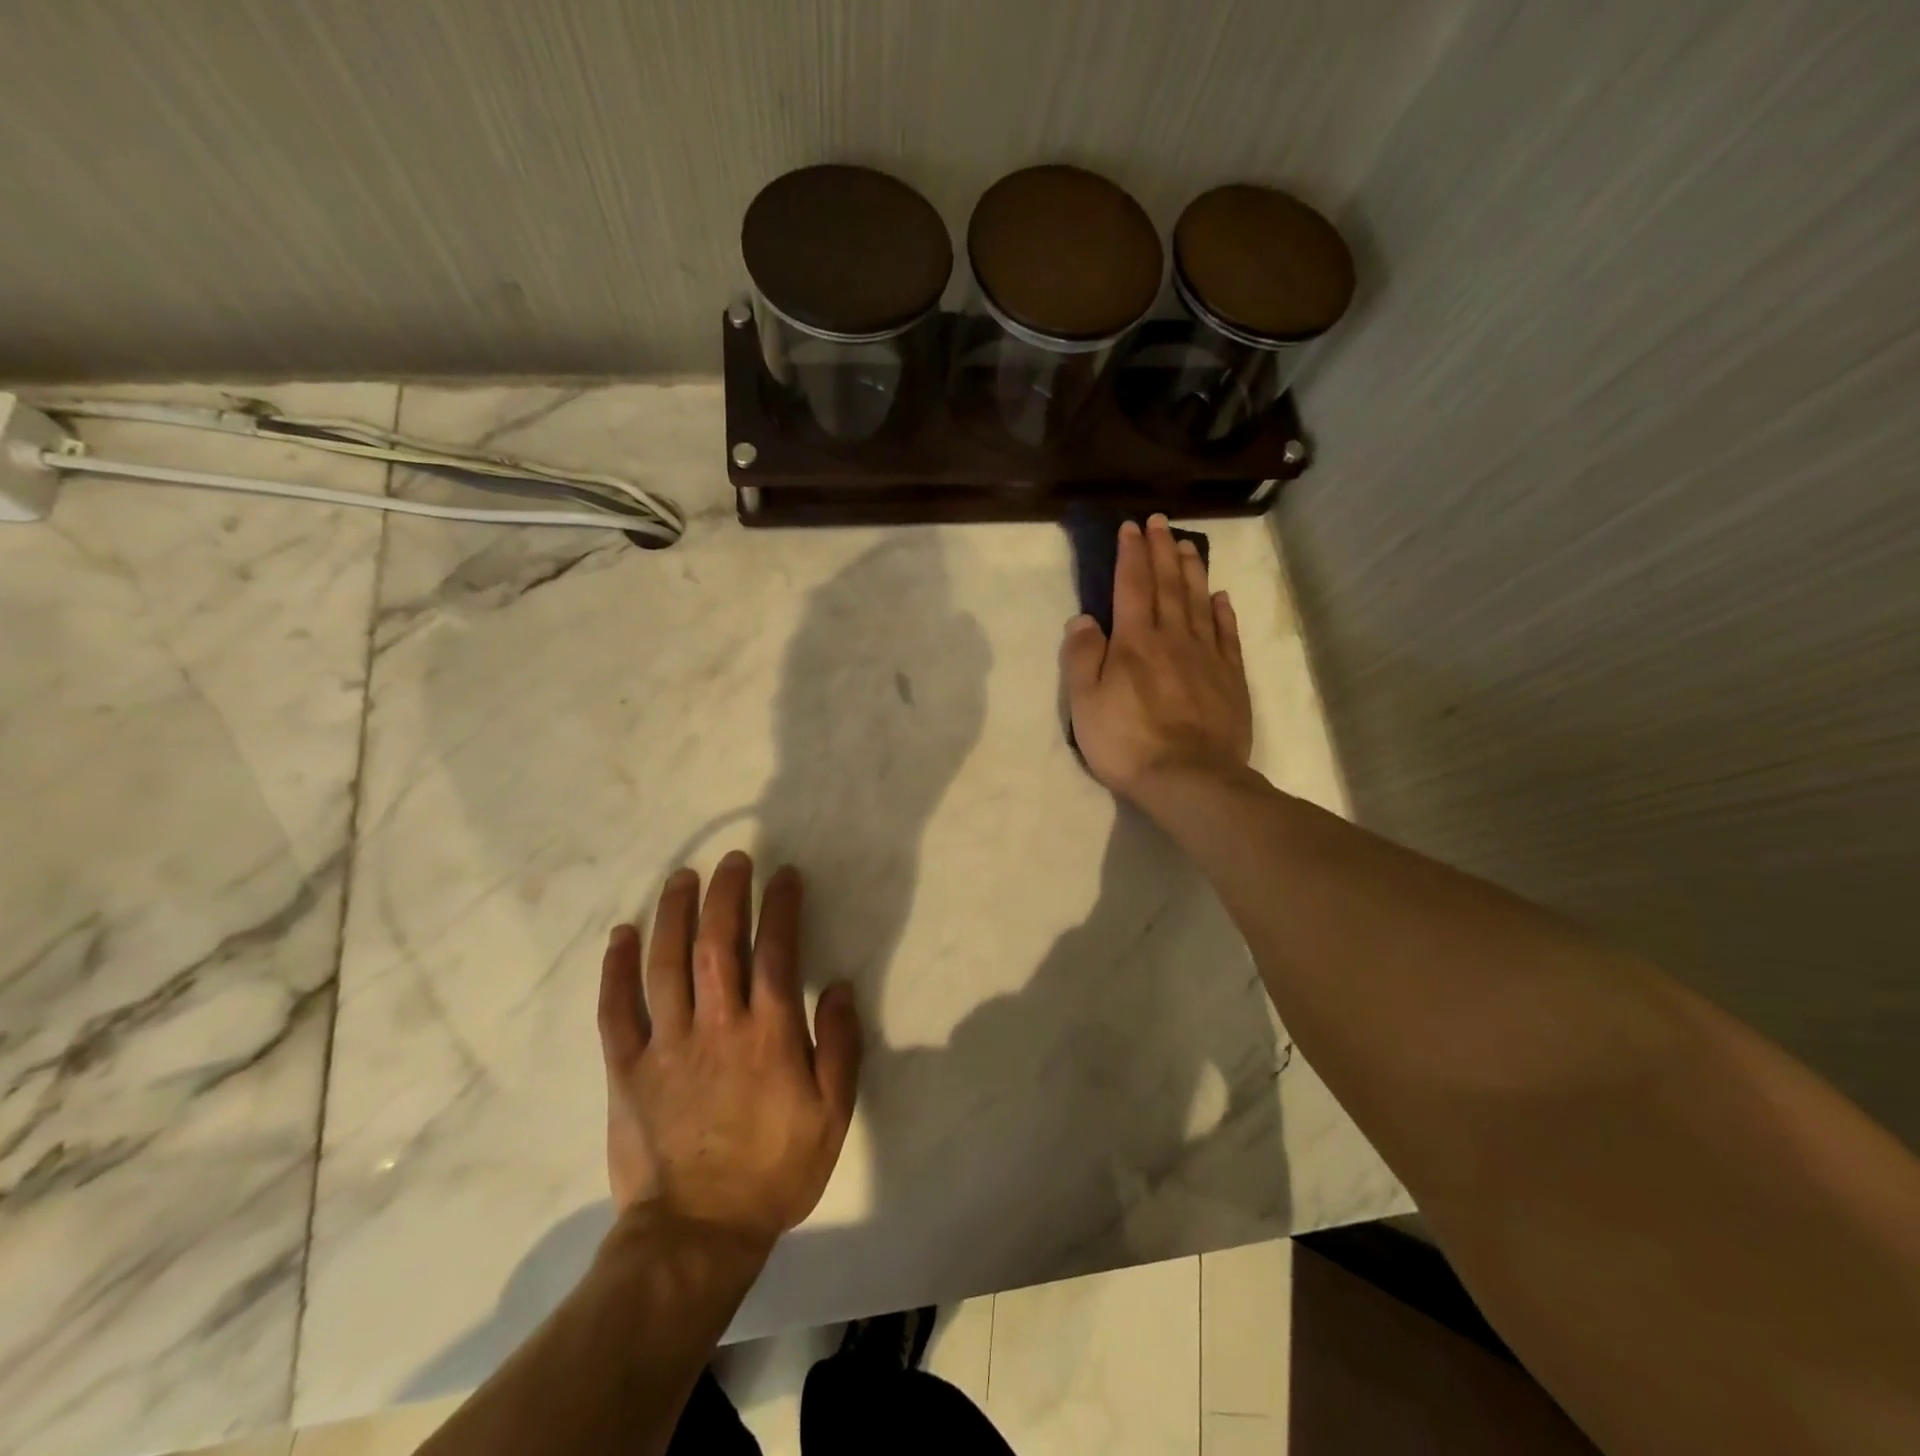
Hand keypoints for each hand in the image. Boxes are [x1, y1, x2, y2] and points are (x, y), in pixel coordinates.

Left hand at [598, 852, 861, 1249]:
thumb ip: (840, 1047)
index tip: (785, 876)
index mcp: (769, 1036)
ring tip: (683, 877)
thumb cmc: (774, 1172)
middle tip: (733, 860)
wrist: (696, 1236)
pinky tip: (622, 934)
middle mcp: (718, 1026)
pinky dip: (616, 968)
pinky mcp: (627, 1069)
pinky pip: (617, 1009)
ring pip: (667, 964)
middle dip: (727, 894)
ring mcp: (667, 1045)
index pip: (778, 952)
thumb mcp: (831, 1116)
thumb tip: (840, 987)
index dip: (782, 907)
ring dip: (675, 914)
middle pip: (719, 943)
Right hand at [1061, 515, 1253, 802]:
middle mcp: (1173, 638)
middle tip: (1160, 522)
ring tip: (1188, 546)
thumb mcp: (1084, 702)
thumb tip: (1083, 618)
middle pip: (1168, 585)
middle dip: (1162, 550)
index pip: (1131, 586)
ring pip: (1198, 602)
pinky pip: (1227, 635)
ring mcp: (1206, 657)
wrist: (1189, 778)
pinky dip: (1222, 612)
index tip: (1130, 528)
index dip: (1130, 554)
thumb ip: (1081, 656)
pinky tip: (1220, 597)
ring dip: (1191, 571)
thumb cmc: (1127, 741)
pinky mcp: (1230, 679)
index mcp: (1135, 641)